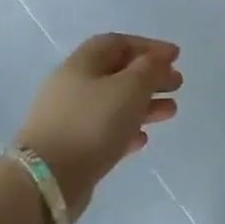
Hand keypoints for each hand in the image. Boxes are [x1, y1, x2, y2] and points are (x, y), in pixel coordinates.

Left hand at [15, 34, 181, 214]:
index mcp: (82, 63)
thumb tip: (157, 60)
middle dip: (150, 76)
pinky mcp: (70, 147)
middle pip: (116, 73)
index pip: (117, 42)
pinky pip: (104, 131)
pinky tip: (143, 138)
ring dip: (144, 104)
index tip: (176, 56)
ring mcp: (68, 118)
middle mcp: (72, 86)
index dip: (148, 46)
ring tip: (171, 112)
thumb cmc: (92, 123)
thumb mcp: (130, 88)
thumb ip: (149, 69)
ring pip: (113, 103)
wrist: (47, 180)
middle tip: (177, 84)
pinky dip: (126, 129)